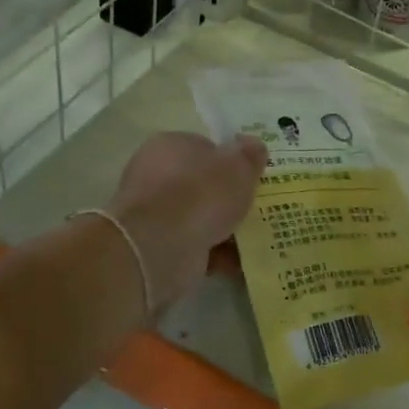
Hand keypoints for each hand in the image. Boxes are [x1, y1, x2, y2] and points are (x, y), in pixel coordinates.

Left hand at [107, 132, 266, 314]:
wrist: (162, 245)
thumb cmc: (201, 193)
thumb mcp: (238, 166)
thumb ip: (249, 155)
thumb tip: (253, 145)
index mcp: (170, 145)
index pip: (203, 148)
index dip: (229, 162)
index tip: (250, 178)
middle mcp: (155, 175)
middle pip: (201, 185)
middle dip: (226, 199)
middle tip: (255, 210)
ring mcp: (153, 213)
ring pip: (198, 217)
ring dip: (224, 230)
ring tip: (254, 241)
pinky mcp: (154, 246)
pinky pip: (193, 246)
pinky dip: (214, 254)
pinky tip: (236, 263)